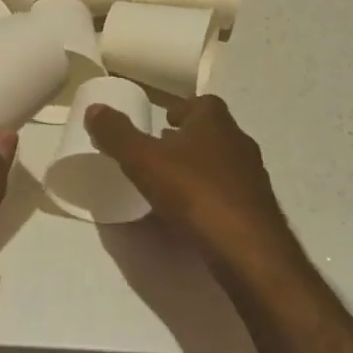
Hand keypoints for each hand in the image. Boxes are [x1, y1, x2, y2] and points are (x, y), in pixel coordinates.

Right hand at [85, 95, 301, 283]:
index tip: (162, 120)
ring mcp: (252, 177)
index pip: (202, 102)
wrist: (248, 249)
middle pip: (213, 131)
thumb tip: (94, 109)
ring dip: (199, 166)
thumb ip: (118, 134)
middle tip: (160, 149)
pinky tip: (191, 212)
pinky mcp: (257, 209)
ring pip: (222, 162)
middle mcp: (238, 142)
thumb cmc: (195, 193)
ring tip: (171, 181)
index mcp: (215, 122)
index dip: (181, 108)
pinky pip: (228, 192)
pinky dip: (209, 194)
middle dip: (188, 137)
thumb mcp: (144, 160)